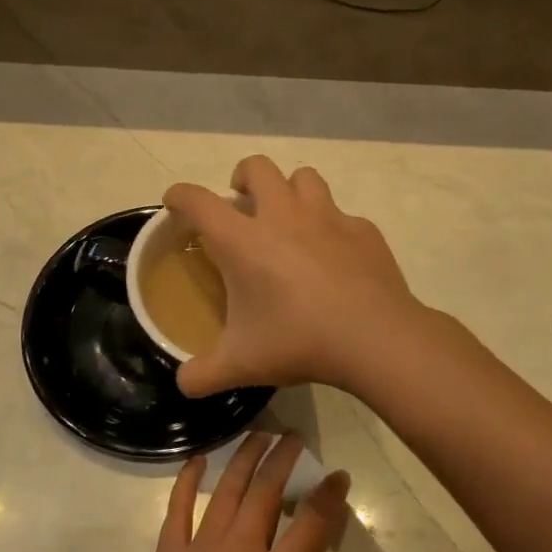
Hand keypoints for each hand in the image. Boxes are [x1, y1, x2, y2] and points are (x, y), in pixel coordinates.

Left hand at [111, 433, 352, 551]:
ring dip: (245, 457)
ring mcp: (198, 551)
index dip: (329, 496)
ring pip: (227, 490)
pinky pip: (177, 509)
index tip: (340, 475)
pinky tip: (198, 459)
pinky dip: (187, 480)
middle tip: (296, 437)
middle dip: (285, 459)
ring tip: (259, 434)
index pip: (310, 525)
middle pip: (267, 492)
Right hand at [165, 156, 423, 395]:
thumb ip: (203, 374)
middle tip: (242, 204)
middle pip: (257, 167)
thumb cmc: (299, 342)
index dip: (180, 196)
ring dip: (291, 190)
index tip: (176, 204)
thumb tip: (184, 384)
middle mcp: (283, 216)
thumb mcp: (241, 365)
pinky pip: (342, 215)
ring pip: (304, 177)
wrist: (375, 338)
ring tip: (290, 219)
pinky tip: (336, 257)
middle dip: (243, 177)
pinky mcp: (363, 230)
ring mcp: (328, 217)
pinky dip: (333, 228)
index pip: (198, 201)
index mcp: (243, 241)